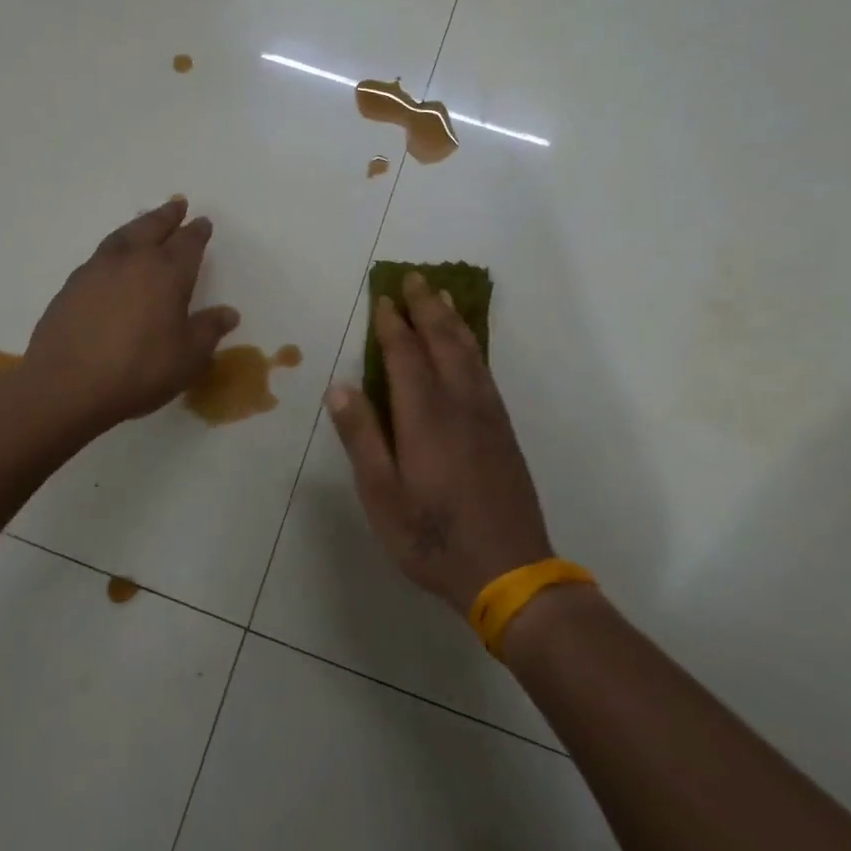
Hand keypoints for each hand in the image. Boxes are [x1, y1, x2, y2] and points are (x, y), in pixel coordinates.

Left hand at [23, 197, 238, 432]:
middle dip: (168, 215)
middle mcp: (133, 260)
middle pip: (153, 227)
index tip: (202, 223)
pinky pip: (101, 254)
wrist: (66, 385)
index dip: (197, 232)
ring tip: (145, 222)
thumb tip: (228, 313)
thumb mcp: (187, 358)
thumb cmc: (139, 371)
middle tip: (177, 204)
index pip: (188, 243)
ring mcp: (97, 269)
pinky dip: (114, 248)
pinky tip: (113, 259)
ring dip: (138, 225)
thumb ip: (208, 330)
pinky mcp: (72, 285)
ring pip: (123, 235)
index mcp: (167, 273)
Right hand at [326, 271, 554, 612]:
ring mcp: (487, 416)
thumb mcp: (382, 496)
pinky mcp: (503, 431)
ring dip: (453, 321)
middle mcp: (460, 405)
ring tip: (442, 297)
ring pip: (470, 353)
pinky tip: (469, 347)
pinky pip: (485, 371)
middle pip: (443, 343)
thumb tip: (341, 388)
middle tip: (416, 278)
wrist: (509, 571)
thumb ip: (362, 438)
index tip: (383, 299)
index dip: (393, 325)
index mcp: (425, 417)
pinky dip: (473, 346)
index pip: (406, 356)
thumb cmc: (432, 537)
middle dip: (427, 308)